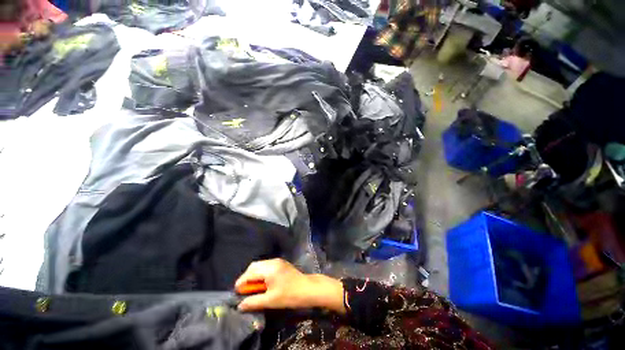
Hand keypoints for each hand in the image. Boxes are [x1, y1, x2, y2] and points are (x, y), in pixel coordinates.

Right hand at [235, 259, 344, 313]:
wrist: (307, 288)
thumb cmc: (289, 295)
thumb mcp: (270, 300)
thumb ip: (253, 302)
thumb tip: (240, 305)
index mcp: (269, 268)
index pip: (250, 273)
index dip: (241, 283)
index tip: (237, 293)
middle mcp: (272, 261)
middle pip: (254, 266)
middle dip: (247, 277)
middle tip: (245, 291)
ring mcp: (278, 261)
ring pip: (260, 265)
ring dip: (254, 275)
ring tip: (254, 288)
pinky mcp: (281, 263)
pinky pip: (266, 266)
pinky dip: (261, 273)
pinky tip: (263, 283)